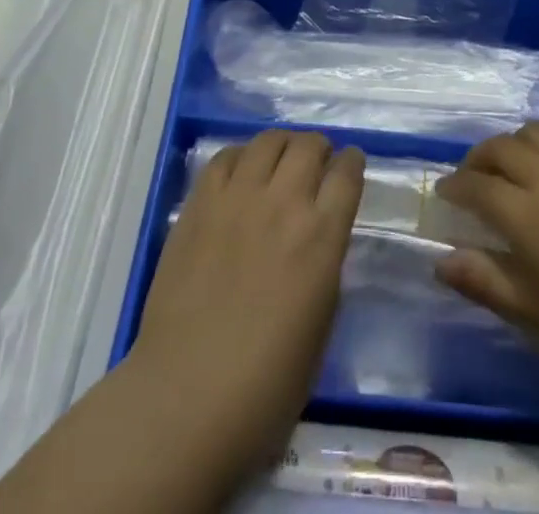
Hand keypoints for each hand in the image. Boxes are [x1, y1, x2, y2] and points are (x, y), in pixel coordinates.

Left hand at [129, 130, 364, 479]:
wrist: (186, 396)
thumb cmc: (265, 386)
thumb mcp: (320, 328)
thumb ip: (324, 269)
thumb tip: (318, 241)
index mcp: (321, 236)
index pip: (347, 174)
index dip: (353, 162)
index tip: (351, 163)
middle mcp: (284, 202)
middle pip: (309, 146)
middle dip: (319, 148)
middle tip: (317, 161)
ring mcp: (237, 197)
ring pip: (268, 141)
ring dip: (283, 145)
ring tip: (281, 159)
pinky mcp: (199, 203)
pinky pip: (225, 157)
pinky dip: (241, 156)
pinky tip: (242, 171)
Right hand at [434, 121, 538, 426]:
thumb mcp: (537, 321)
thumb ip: (485, 282)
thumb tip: (441, 259)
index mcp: (528, 215)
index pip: (476, 186)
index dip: (454, 188)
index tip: (444, 196)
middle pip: (502, 148)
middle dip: (478, 160)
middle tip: (472, 183)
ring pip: (537, 133)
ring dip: (514, 146)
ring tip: (513, 173)